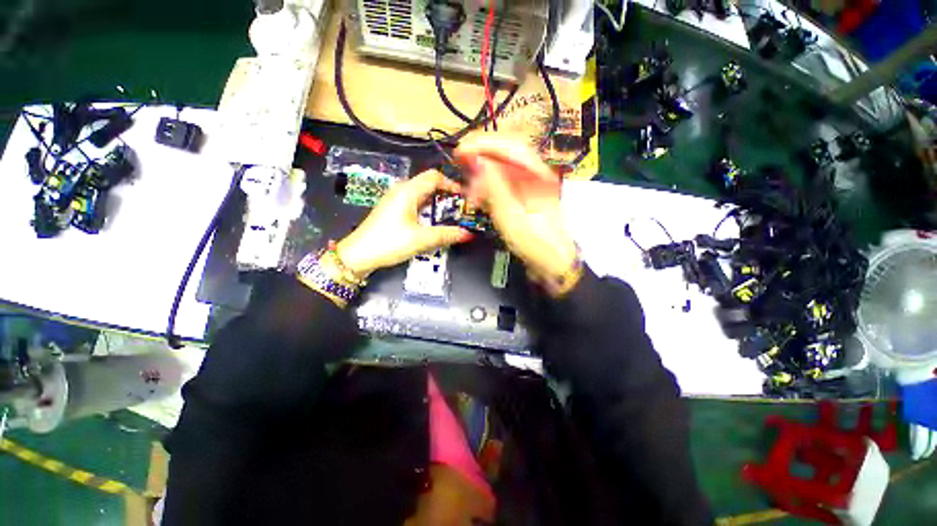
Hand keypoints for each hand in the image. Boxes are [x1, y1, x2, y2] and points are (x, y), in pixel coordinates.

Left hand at [336, 170, 473, 276]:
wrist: (359, 254)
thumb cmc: (390, 242)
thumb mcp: (421, 239)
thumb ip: (446, 235)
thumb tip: (467, 234)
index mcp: (408, 191)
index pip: (434, 176)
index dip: (451, 183)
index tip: (464, 196)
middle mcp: (401, 190)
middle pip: (428, 184)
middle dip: (446, 194)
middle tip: (460, 207)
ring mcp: (395, 199)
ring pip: (421, 194)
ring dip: (436, 202)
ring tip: (450, 215)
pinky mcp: (392, 209)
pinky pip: (414, 202)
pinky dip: (426, 208)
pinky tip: (432, 221)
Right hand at [455, 133, 578, 284]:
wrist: (551, 261)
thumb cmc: (534, 242)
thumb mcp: (510, 216)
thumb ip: (494, 186)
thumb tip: (477, 161)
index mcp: (537, 174)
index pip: (510, 144)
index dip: (483, 143)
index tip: (462, 151)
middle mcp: (536, 172)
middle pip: (506, 151)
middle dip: (481, 155)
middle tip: (461, 165)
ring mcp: (530, 182)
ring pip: (503, 166)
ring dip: (483, 172)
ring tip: (470, 189)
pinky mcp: (524, 193)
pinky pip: (503, 180)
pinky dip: (489, 185)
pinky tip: (479, 196)